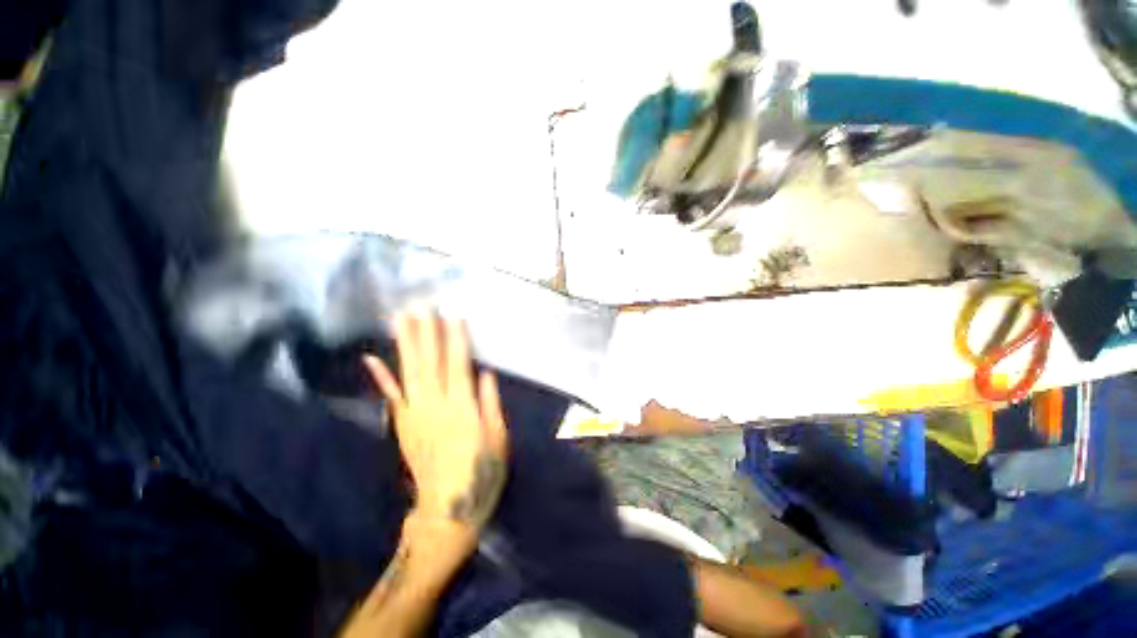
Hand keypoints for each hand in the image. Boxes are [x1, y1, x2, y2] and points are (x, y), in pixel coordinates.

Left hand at [364, 310, 507, 530]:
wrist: (447, 509)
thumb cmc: (481, 472)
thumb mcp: (498, 438)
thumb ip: (490, 403)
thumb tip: (485, 373)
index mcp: (463, 408)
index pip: (458, 365)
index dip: (456, 339)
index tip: (452, 315)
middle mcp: (436, 406)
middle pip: (430, 362)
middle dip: (426, 331)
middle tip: (420, 304)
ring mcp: (415, 414)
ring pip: (409, 372)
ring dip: (404, 343)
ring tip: (399, 318)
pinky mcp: (403, 424)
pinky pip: (392, 396)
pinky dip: (382, 376)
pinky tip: (372, 357)